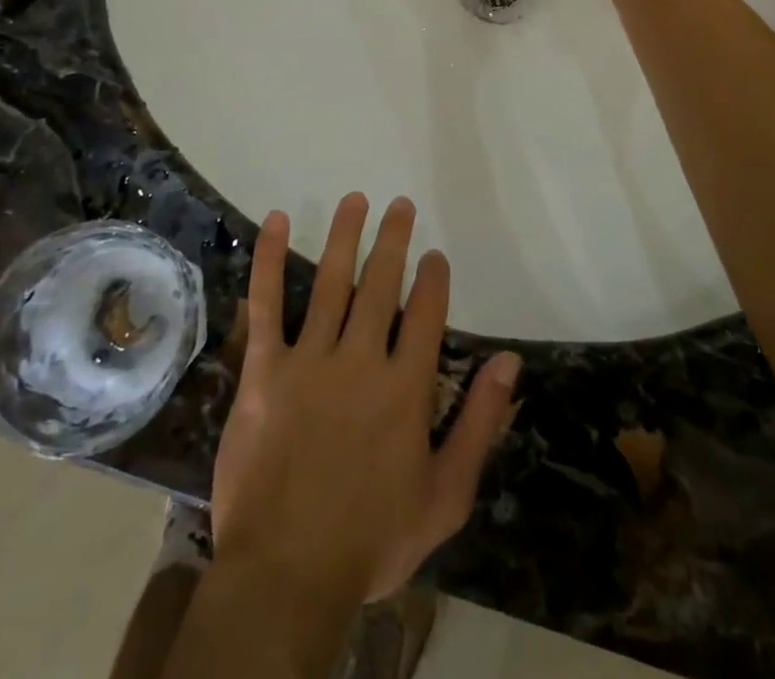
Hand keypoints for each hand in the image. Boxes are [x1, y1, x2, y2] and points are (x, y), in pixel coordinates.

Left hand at [212, 194, 521, 605]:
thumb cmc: (372, 540)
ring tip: (356, 200)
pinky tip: (278, 221)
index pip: (426, 314)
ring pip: (331, 282)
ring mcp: (310, 360)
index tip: (433, 255)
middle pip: (381, 284)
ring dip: (345, 236)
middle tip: (399, 205)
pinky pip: (267, 305)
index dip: (432, 279)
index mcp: (406, 387)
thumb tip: (509, 363)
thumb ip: (480, 424)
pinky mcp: (265, 370)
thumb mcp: (446, 496)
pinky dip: (272, 260)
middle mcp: (361, 359)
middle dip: (393, 240)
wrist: (287, 574)